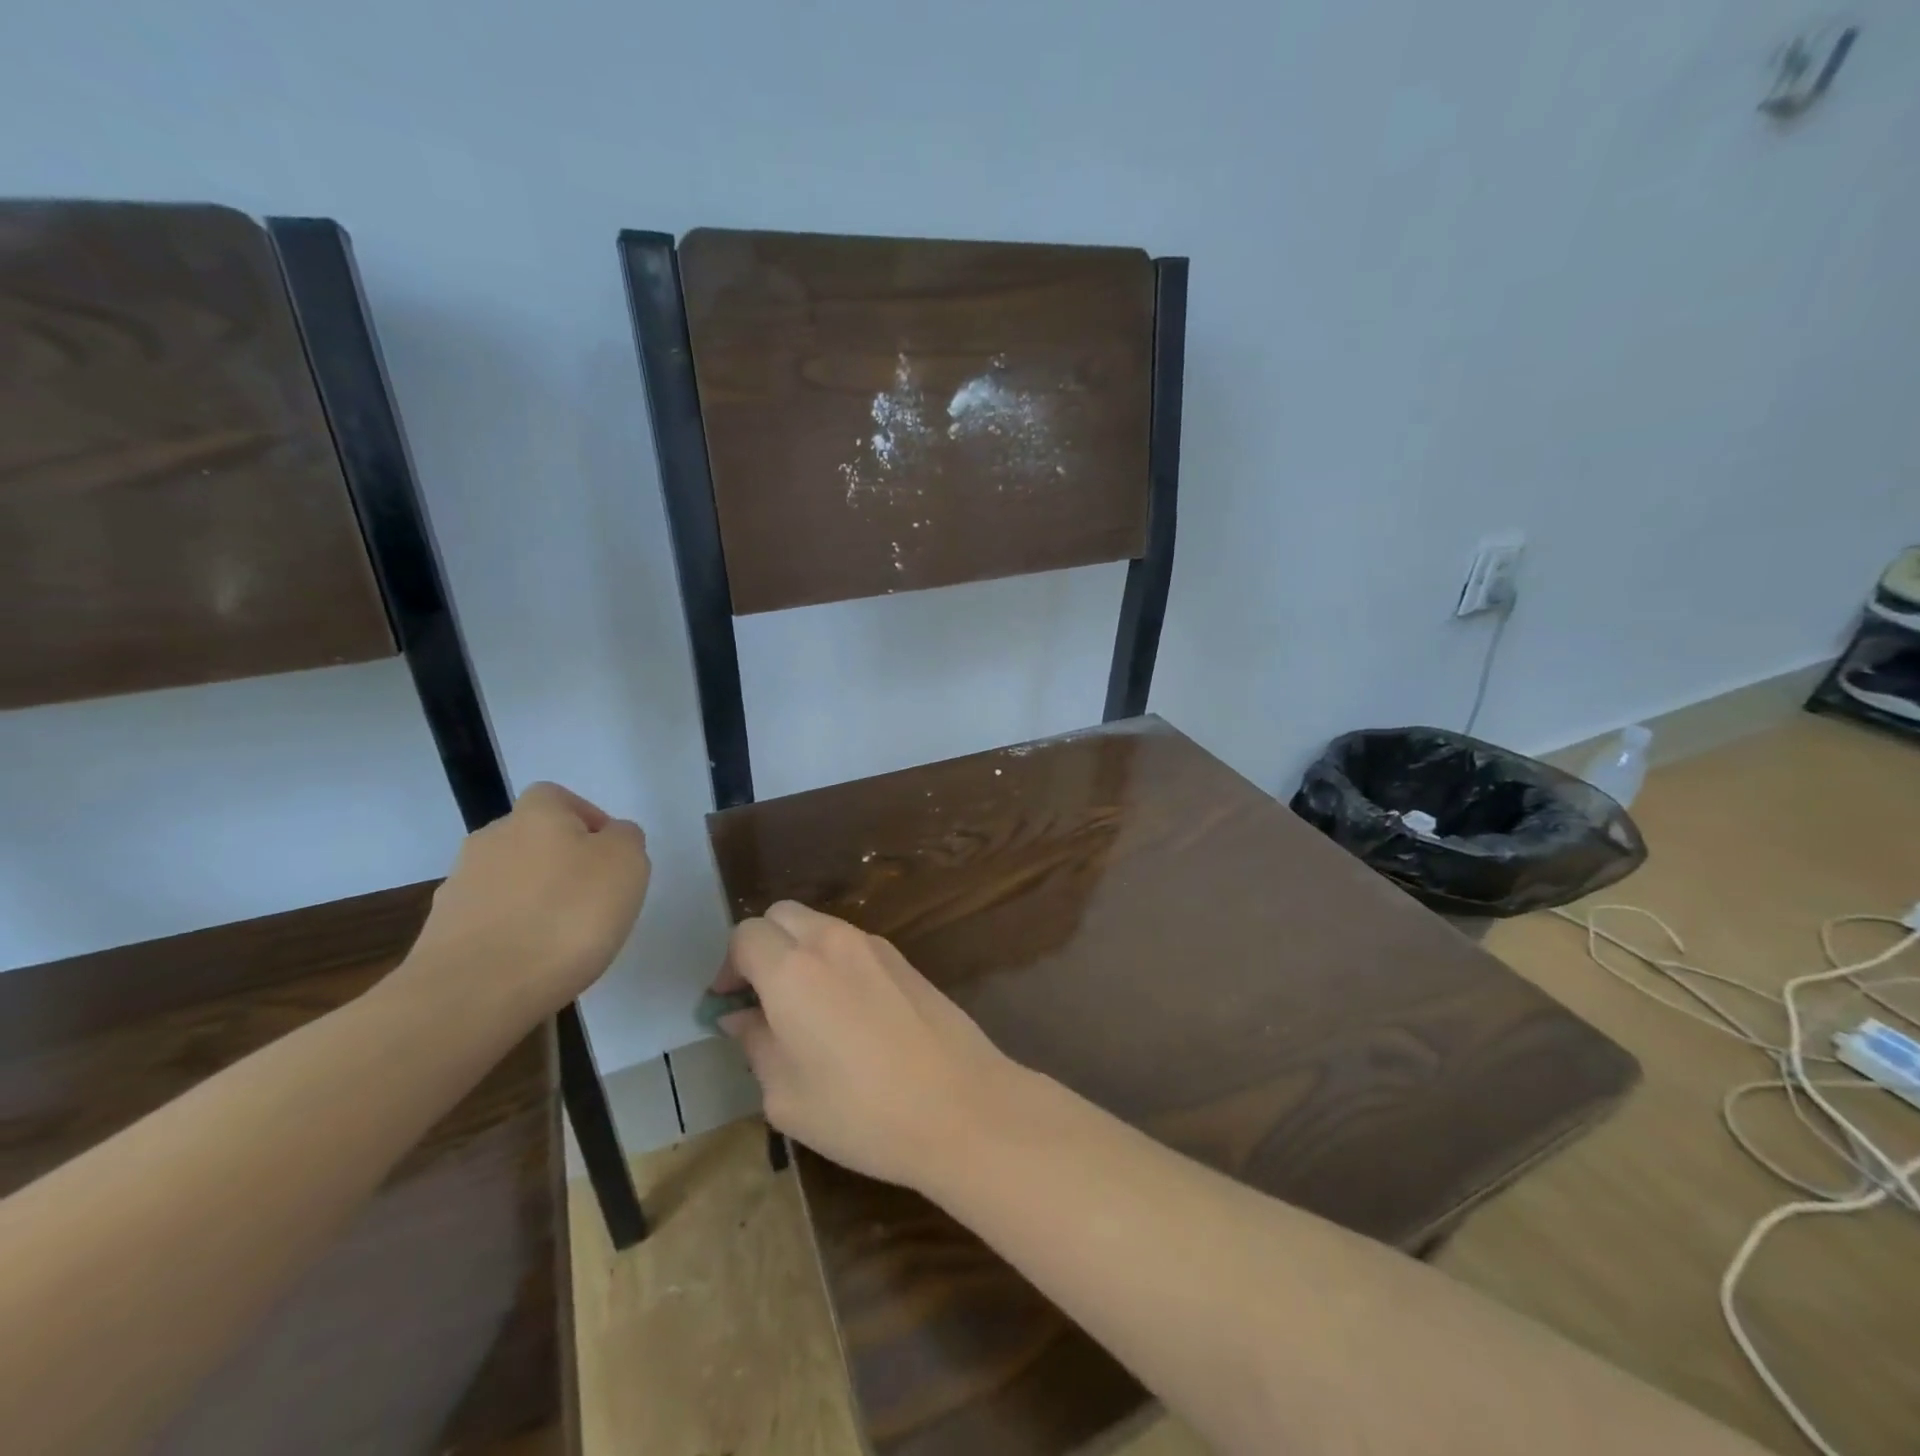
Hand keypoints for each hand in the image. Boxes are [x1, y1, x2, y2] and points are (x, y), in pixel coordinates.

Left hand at [404, 782, 649, 1025]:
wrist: (476, 992)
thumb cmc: (567, 915)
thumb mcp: (627, 863)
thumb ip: (626, 838)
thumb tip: (610, 838)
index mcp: (536, 814)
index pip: (559, 798)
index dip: (588, 821)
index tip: (611, 858)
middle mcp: (491, 839)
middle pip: (533, 840)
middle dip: (562, 863)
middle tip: (594, 899)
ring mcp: (460, 887)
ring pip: (511, 882)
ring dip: (535, 900)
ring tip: (564, 939)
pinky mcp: (442, 934)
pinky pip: (491, 922)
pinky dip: (513, 935)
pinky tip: (532, 963)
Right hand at [713, 901, 1021, 1190]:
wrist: (960, 1105)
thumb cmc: (861, 1112)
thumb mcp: (786, 1096)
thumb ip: (756, 1045)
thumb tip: (740, 1017)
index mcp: (793, 970)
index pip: (745, 935)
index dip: (728, 966)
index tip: (729, 1005)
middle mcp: (832, 942)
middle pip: (782, 915)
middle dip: (761, 946)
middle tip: (760, 998)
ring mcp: (873, 945)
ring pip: (819, 925)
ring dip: (798, 950)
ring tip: (803, 1007)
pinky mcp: (903, 959)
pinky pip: (852, 943)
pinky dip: (832, 959)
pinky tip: (845, 1010)